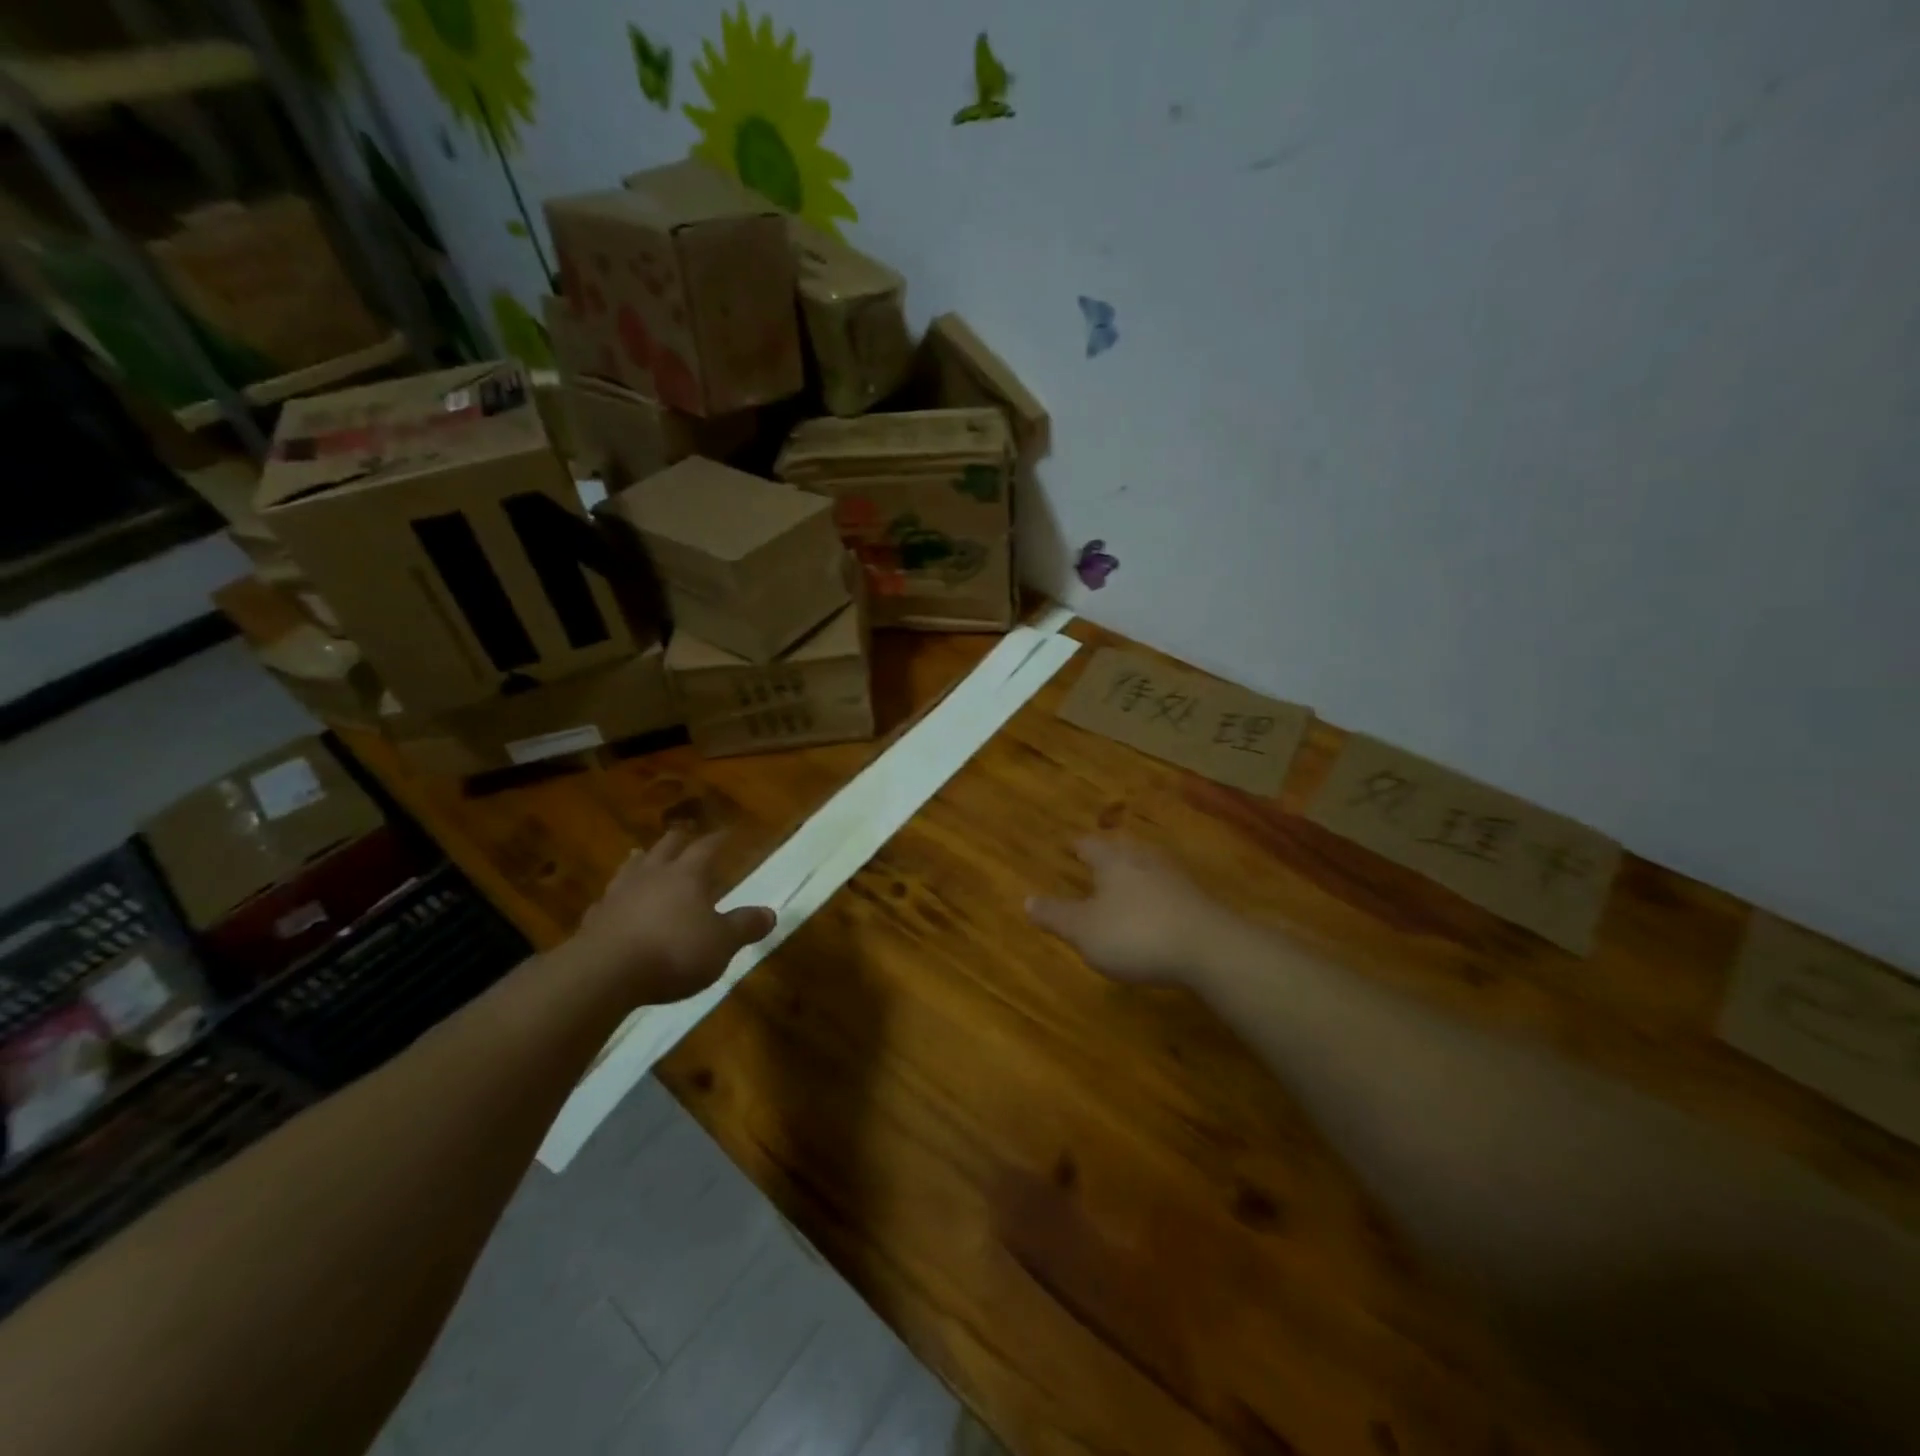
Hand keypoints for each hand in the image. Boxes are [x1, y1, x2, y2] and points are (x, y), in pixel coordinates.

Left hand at [573, 829, 775, 1004]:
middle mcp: (652, 875)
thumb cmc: (674, 951)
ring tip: (642, 855)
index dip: (720, 839)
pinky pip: (607, 900)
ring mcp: (619, 894)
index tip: (729, 832)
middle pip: (666, 847)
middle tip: (685, 834)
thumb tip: (771, 913)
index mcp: (687, 875)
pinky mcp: (594, 919)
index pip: (707, 847)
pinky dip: (616, 897)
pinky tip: (613, 903)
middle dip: (678, 840)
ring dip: (641, 860)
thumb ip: (744, 926)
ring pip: (632, 867)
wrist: (605, 973)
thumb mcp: (722, 943)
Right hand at [1026, 837, 1228, 985]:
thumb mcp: (1084, 931)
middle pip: (1123, 847)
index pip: (1090, 846)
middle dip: (1110, 849)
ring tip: (1128, 873)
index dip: (1077, 846)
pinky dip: (1157, 889)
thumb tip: (1026, 900)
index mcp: (1113, 862)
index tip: (1068, 844)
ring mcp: (1175, 878)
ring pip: (1149, 863)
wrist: (1209, 948)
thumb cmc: (1136, 934)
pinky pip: (1169, 885)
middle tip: (1100, 852)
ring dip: (1136, 866)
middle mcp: (1143, 860)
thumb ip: (1056, 916)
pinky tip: (1158, 902)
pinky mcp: (1198, 899)